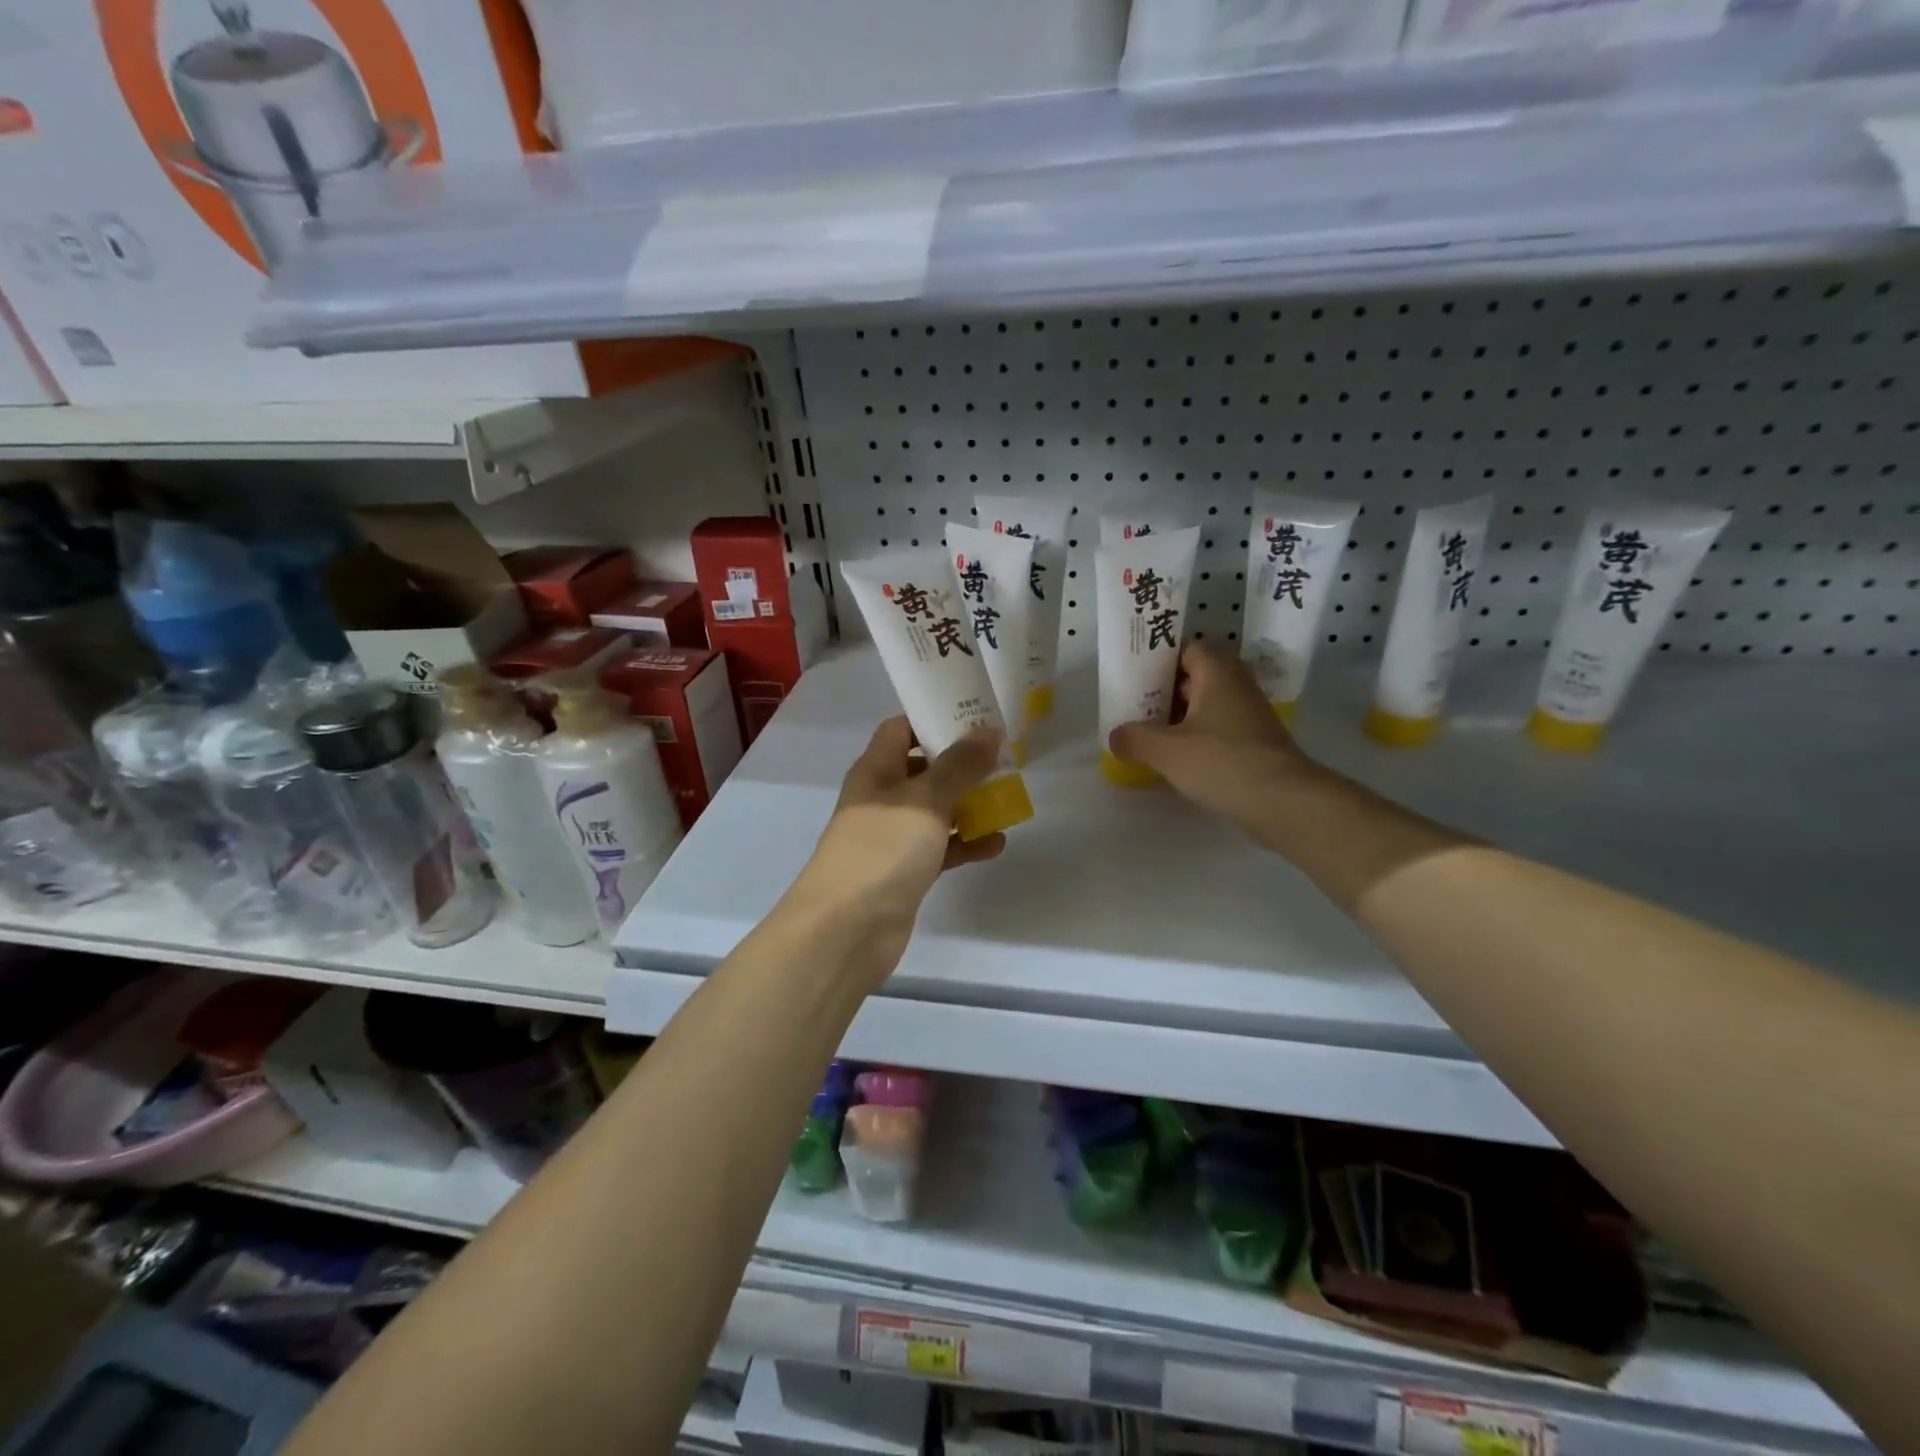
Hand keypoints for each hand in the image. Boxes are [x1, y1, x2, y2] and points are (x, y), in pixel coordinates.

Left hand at [790, 718, 1006, 969]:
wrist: (846, 929)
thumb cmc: (883, 849)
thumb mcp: (925, 799)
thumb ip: (959, 765)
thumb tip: (987, 730)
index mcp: (875, 770)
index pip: (901, 729)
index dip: (934, 719)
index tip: (975, 717)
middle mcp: (882, 799)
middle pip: (923, 769)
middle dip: (960, 763)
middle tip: (1003, 758)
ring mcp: (892, 837)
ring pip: (935, 810)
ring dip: (968, 804)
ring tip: (1007, 798)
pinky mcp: (905, 871)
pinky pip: (940, 848)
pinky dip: (965, 844)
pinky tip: (997, 843)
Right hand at [1107, 643, 1328, 849]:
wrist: (1284, 803)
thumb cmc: (1222, 762)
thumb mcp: (1166, 750)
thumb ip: (1134, 738)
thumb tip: (1116, 736)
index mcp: (1217, 672)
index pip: (1186, 648)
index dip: (1158, 659)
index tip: (1132, 676)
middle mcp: (1237, 686)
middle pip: (1194, 677)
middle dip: (1163, 691)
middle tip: (1132, 707)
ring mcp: (1249, 716)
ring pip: (1205, 707)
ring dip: (1178, 719)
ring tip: (1146, 735)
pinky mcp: (1255, 744)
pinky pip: (1217, 732)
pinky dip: (1195, 740)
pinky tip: (1174, 760)